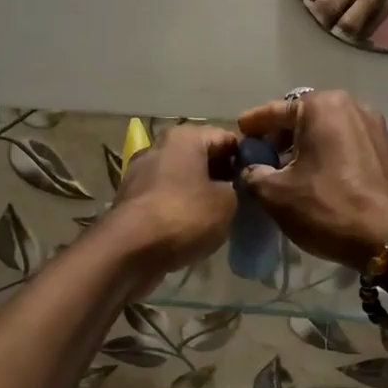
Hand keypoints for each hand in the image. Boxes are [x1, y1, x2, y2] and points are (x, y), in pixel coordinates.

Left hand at [106, 124, 239, 291]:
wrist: (129, 250)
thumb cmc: (184, 216)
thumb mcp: (227, 202)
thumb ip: (236, 189)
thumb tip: (231, 189)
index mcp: (184, 137)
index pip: (226, 138)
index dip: (246, 158)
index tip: (259, 180)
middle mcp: (158, 147)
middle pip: (201, 157)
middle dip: (222, 176)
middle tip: (243, 200)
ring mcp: (140, 174)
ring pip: (182, 179)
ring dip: (200, 194)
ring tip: (221, 217)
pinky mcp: (130, 201)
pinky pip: (165, 198)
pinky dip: (180, 209)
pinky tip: (193, 229)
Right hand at [235, 91, 387, 267]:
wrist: (387, 239)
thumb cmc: (327, 208)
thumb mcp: (275, 193)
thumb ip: (254, 173)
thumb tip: (252, 168)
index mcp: (322, 107)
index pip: (276, 110)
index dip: (254, 124)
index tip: (239, 132)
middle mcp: (351, 105)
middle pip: (303, 116)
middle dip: (280, 134)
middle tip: (261, 155)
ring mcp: (373, 125)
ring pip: (326, 128)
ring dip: (304, 144)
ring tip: (285, 168)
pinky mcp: (385, 147)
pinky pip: (345, 141)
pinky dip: (326, 151)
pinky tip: (314, 174)